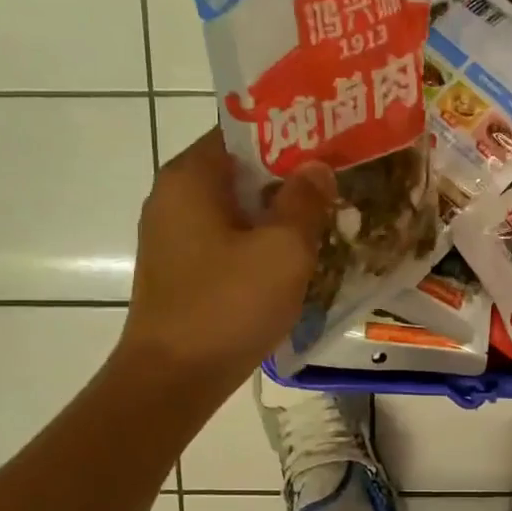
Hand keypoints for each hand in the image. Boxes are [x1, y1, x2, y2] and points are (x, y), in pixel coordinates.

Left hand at [120, 129, 335, 399]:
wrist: (172, 381)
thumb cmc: (227, 305)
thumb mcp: (283, 249)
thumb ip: (304, 200)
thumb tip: (317, 168)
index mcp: (191, 177)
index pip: (245, 130)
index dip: (292, 133)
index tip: (333, 142)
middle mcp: (174, 196)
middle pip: (241, 169)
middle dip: (290, 175)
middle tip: (339, 180)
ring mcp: (173, 236)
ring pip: (237, 207)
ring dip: (278, 211)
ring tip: (327, 216)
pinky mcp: (181, 269)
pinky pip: (228, 238)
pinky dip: (259, 240)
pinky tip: (294, 256)